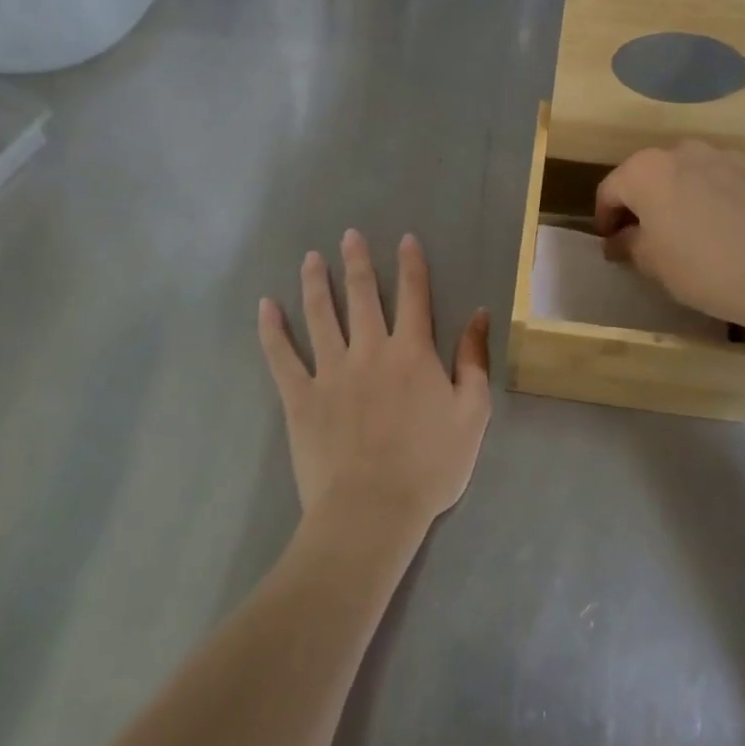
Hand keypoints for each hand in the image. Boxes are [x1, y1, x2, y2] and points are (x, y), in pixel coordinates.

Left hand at [258, 230, 491, 536]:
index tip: (405, 239)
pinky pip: (282, 357)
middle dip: (357, 262)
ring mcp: (331, 372)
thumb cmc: (430, 466)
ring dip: (316, 283)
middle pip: (362, 296)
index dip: (411, 265)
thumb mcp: (473, 413)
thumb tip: (479, 315)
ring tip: (311, 258)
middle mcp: (370, 350)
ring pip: (321, 316)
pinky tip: (265, 306)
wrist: (373, 510)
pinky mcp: (300, 398)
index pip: (414, 297)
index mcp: (412, 353)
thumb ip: (474, 360)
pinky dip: (272, 330)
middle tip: (349, 235)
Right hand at [595, 140, 744, 331]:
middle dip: (645, 202)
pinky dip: (721, 197)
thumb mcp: (651, 263)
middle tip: (649, 235)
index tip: (611, 242)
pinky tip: (731, 228)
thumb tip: (618, 240)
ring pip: (692, 173)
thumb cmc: (700, 267)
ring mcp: (726, 155)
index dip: (605, 218)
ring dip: (684, 195)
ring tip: (694, 229)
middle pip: (651, 175)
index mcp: (646, 170)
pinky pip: (728, 181)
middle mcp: (682, 151)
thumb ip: (627, 244)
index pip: (610, 190)